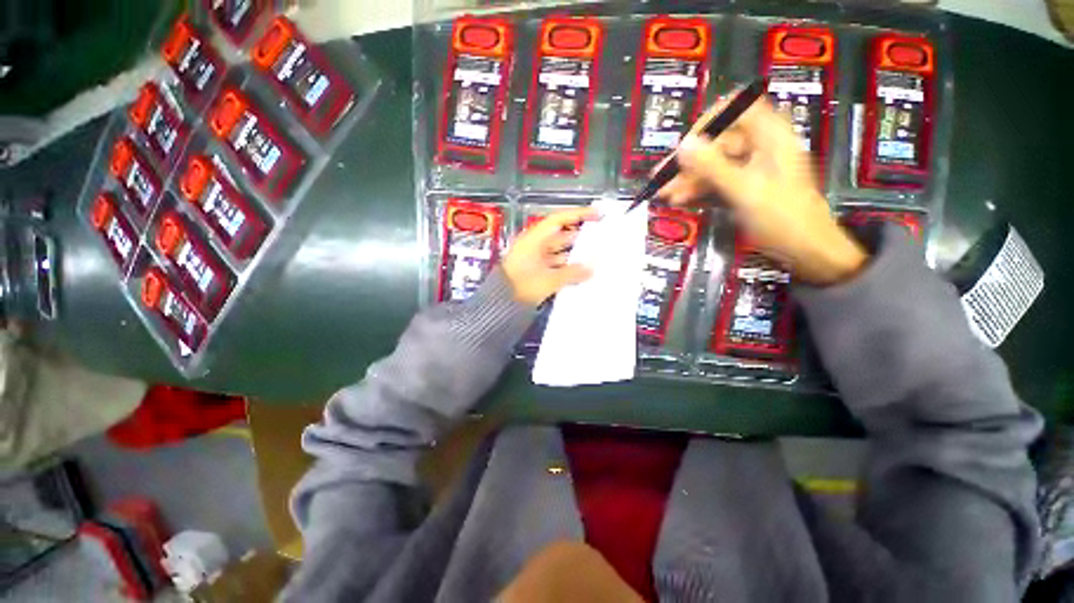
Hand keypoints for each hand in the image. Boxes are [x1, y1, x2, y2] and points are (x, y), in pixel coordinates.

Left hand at [502, 206, 598, 306]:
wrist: (501, 304)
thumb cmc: (523, 286)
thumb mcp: (549, 279)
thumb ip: (572, 273)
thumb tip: (590, 270)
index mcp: (535, 239)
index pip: (558, 220)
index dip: (578, 214)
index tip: (597, 215)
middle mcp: (535, 245)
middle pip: (561, 236)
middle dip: (581, 237)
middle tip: (601, 238)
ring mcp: (535, 259)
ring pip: (560, 252)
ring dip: (575, 254)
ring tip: (596, 256)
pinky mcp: (536, 271)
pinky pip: (556, 264)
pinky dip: (568, 267)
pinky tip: (582, 272)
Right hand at [657, 95, 867, 285]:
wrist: (805, 250)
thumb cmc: (783, 218)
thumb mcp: (744, 190)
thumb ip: (712, 166)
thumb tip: (683, 144)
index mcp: (770, 135)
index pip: (736, 108)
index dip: (708, 122)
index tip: (686, 144)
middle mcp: (760, 146)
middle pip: (718, 142)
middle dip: (689, 160)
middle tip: (662, 177)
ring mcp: (751, 168)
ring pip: (713, 164)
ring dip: (688, 179)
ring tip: (665, 194)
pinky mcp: (744, 186)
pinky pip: (716, 181)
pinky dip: (698, 189)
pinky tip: (680, 199)